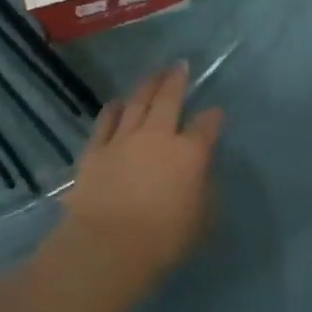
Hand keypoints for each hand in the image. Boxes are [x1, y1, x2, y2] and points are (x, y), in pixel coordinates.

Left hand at [59, 63, 221, 297]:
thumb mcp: (200, 220)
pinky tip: (116, 102)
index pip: (205, 127)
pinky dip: (113, 109)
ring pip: (137, 103)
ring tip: (153, 74)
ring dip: (147, 86)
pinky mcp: (96, 149)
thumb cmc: (162, 240)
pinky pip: (106, 121)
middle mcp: (158, 136)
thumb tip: (200, 175)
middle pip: (168, 99)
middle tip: (179, 65)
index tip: (215, 112)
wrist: (108, 245)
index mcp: (189, 154)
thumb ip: (203, 192)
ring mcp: (124, 139)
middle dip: (176, 80)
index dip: (212, 118)